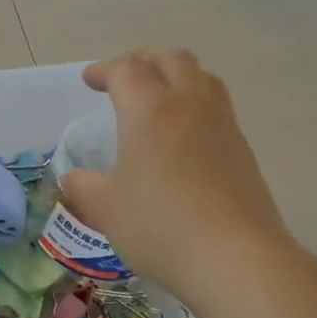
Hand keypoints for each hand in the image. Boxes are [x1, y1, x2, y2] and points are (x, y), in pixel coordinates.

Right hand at [60, 49, 291, 296]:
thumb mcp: (106, 210)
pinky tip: (185, 137)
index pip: (126, 70)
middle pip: (171, 59)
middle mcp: (189, 105)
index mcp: (150, 110)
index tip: (89, 81)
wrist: (235, 258)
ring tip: (159, 98)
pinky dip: (196, 105)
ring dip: (176, 76)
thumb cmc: (160, 227)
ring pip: (202, 78)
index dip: (104, 70)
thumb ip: (84, 189)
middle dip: (144, 60)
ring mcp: (223, 125)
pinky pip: (217, 108)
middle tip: (124, 77)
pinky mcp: (243, 150)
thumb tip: (74, 180)